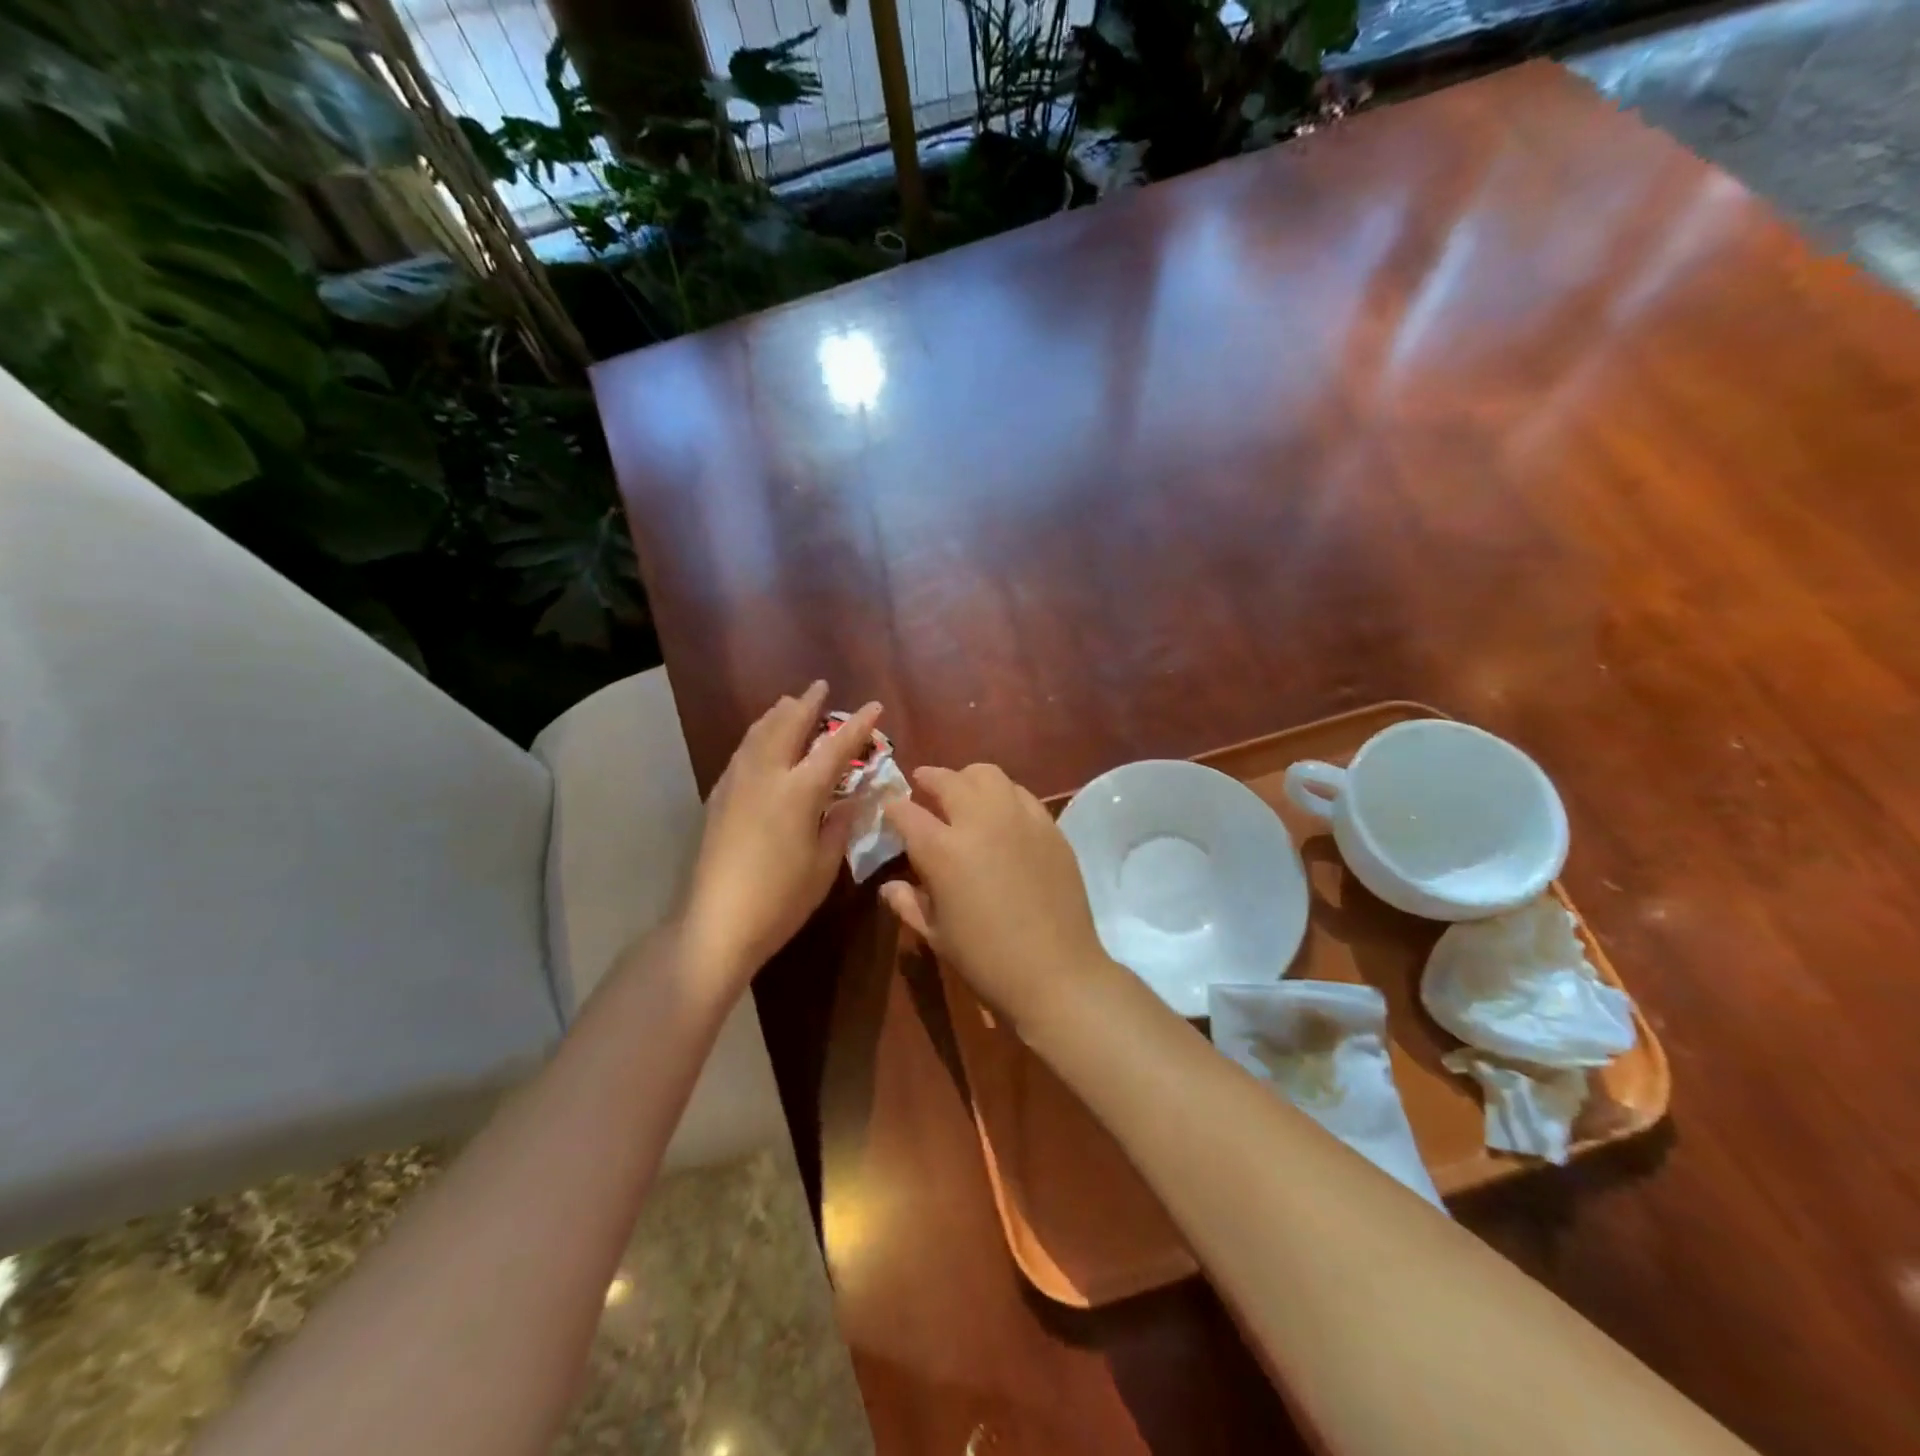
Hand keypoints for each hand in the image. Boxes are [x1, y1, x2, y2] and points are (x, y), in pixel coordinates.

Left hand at [682, 682, 881, 985]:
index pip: (835, 748)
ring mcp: (736, 784)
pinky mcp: (717, 798)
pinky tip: (759, 743)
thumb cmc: (780, 898)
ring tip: (788, 704)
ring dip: (777, 715)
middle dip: (806, 704)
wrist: (716, 922)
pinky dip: (756, 736)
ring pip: (757, 734)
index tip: (874, 705)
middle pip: (787, 726)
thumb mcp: (824, 865)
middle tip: (819, 687)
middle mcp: (766, 776)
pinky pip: (741, 752)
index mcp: (799, 791)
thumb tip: (850, 799)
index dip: (857, 725)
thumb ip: (839, 825)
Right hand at [881, 764, 1117, 1029]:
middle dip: (929, 779)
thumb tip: (889, 886)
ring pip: (988, 774)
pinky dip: (1003, 794)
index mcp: (943, 850)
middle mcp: (980, 822)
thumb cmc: (986, 960)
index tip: (891, 810)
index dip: (894, 808)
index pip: (906, 812)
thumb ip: (908, 904)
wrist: (1056, 972)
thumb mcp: (936, 936)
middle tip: (923, 786)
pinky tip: (1001, 813)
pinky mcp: (1049, 826)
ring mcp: (1019, 819)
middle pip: (948, 780)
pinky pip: (1021, 794)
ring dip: (968, 779)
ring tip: (963, 793)